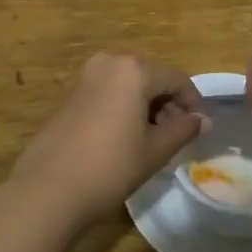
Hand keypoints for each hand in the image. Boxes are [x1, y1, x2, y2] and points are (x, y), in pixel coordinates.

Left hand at [9, 54, 207, 230]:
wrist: (48, 188)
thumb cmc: (110, 167)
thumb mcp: (154, 151)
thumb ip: (183, 130)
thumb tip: (203, 120)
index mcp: (133, 70)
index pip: (176, 79)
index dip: (192, 102)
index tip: (198, 128)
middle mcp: (108, 62)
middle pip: (150, 76)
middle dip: (166, 102)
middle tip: (174, 135)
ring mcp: (83, 76)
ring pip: (126, 83)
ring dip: (143, 105)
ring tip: (149, 139)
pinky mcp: (67, 93)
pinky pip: (105, 91)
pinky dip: (120, 106)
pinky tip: (120, 137)